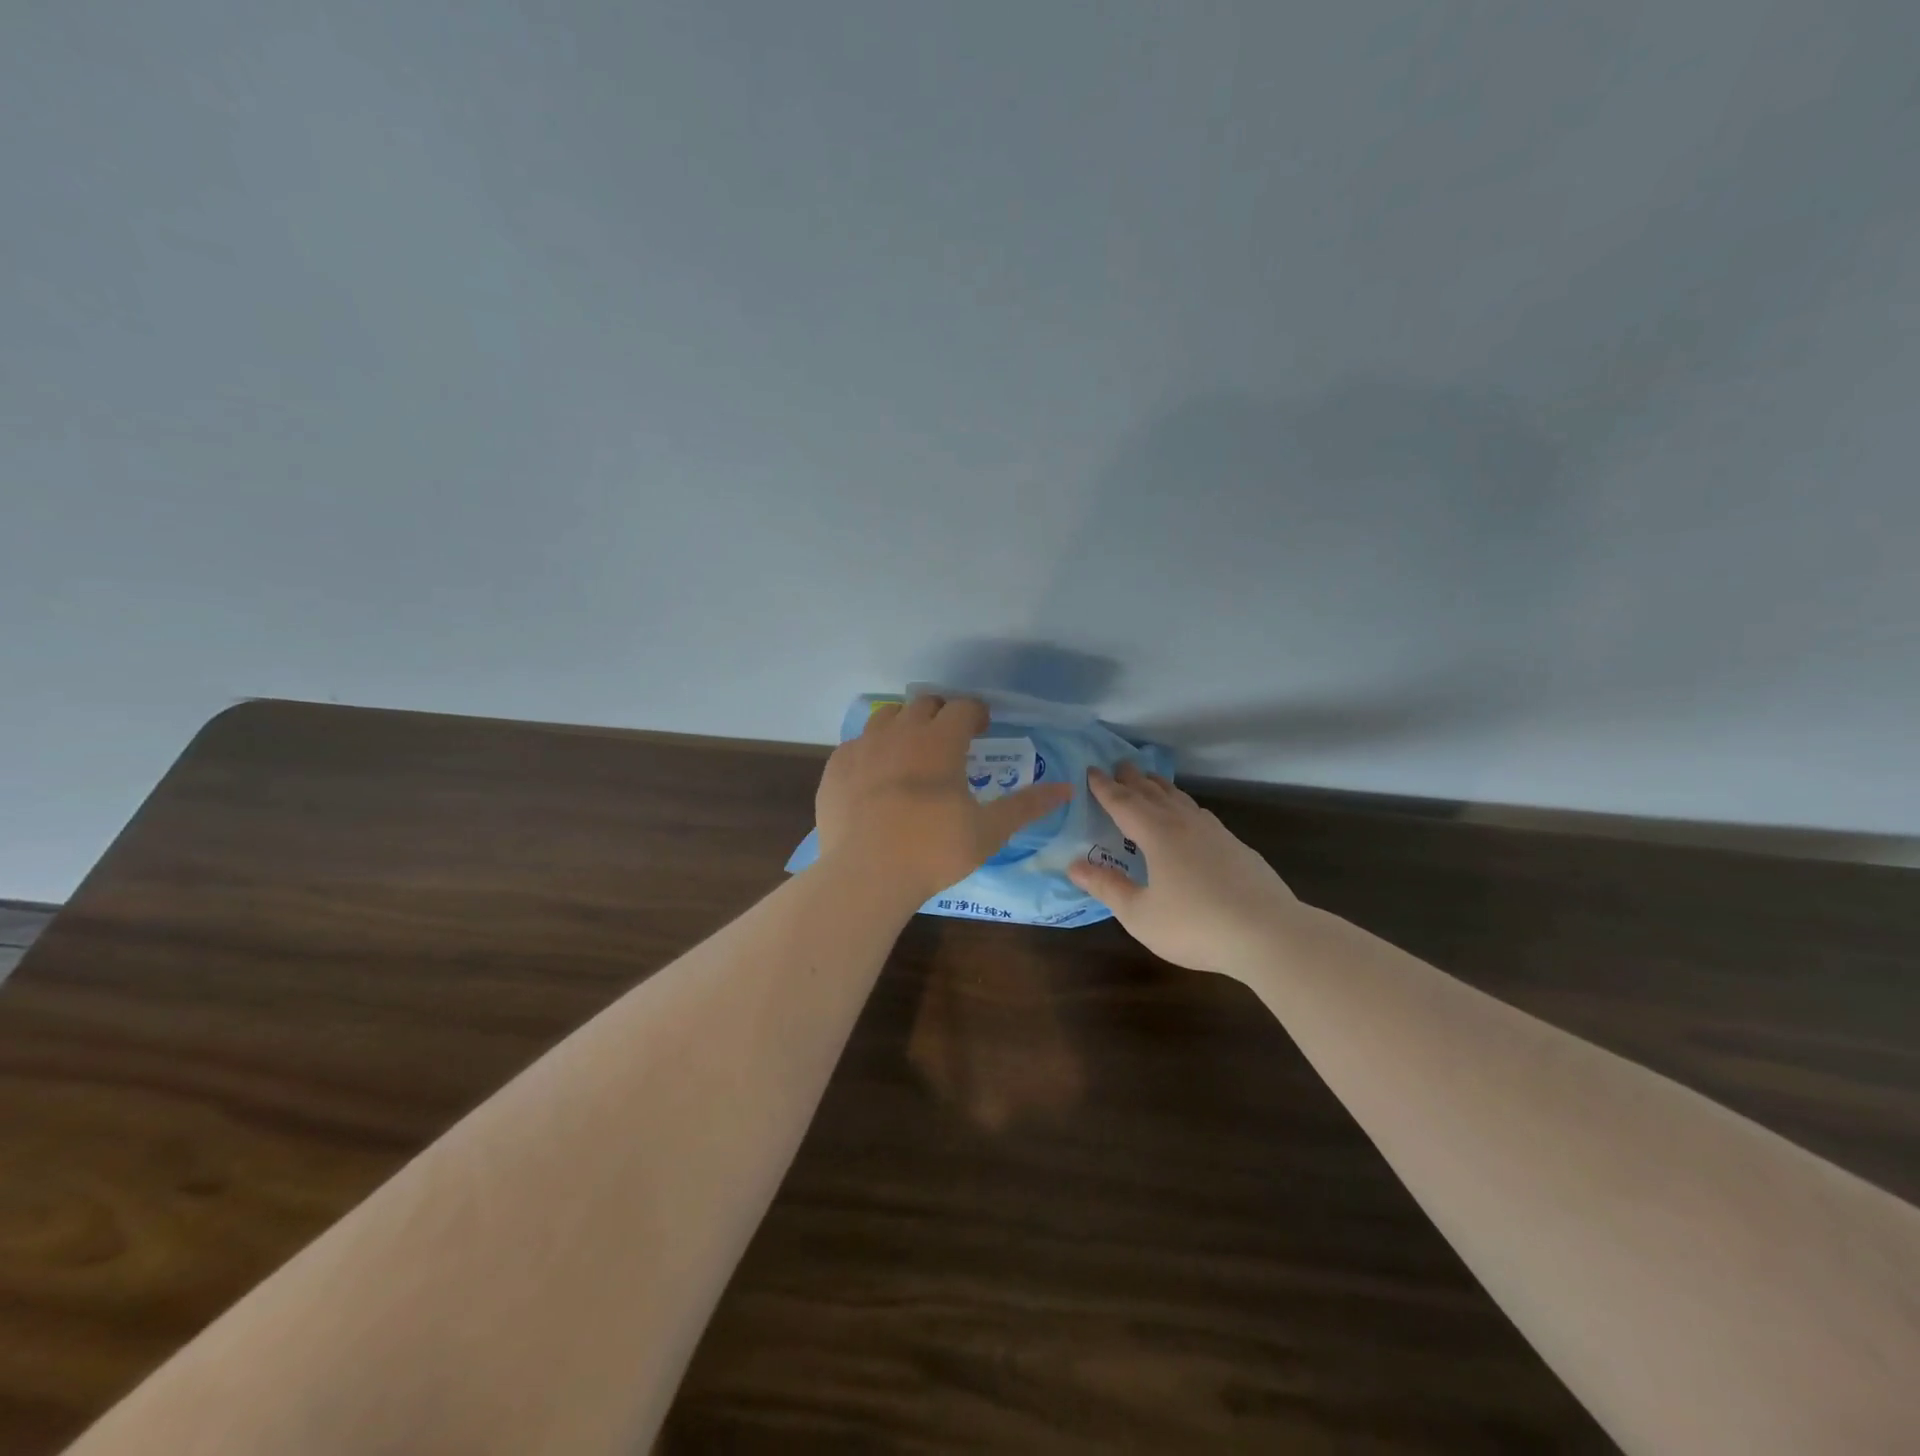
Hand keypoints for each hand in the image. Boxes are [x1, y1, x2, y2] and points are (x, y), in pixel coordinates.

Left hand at [815, 695, 1072, 903]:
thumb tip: (1066, 789)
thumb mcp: (988, 830)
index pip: (963, 707)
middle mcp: (900, 732)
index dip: (977, 714)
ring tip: (912, 752)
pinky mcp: (836, 767)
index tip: (982, 729)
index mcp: (939, 740)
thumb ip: (1026, 805)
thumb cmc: (934, 850)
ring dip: (905, 725)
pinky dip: (872, 750)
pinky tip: (876, 777)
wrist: (866, 875)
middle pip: (924, 704)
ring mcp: (863, 747)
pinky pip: (857, 744)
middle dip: (941, 714)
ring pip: (887, 717)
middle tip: (950, 740)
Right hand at [1067, 763, 1298, 976]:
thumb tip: (1074, 865)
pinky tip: (1189, 816)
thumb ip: (1107, 887)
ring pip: (1180, 800)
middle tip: (1119, 765)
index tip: (1091, 770)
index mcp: (1157, 834)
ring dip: (1160, 787)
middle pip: (1153, 793)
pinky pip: (1200, 814)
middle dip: (1133, 779)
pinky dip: (1184, 805)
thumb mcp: (1140, 914)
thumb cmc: (1196, 925)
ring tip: (1150, 781)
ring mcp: (1215, 833)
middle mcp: (1184, 824)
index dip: (1104, 787)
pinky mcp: (1236, 847)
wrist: (1270, 934)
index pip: (1124, 802)